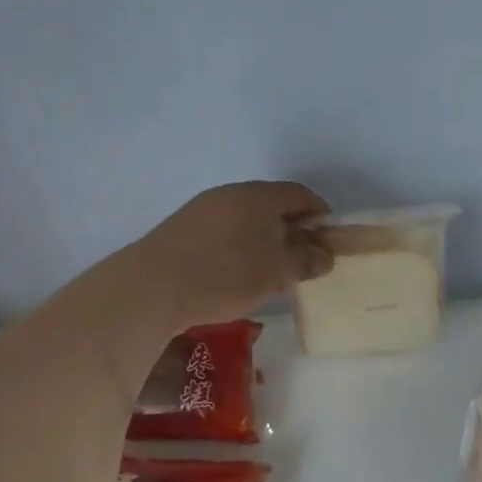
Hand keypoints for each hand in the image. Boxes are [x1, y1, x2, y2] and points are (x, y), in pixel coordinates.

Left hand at [136, 181, 333, 327]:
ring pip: (246, 219)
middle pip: (272, 205)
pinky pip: (224, 232)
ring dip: (266, 240)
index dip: (320, 213)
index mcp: (258, 196)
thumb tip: (324, 255)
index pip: (299, 194)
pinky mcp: (182, 230)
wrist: (152, 287)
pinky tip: (240, 275)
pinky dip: (241, 247)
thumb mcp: (276, 272)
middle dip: (293, 229)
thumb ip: (305, 260)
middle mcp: (230, 194)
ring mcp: (202, 210)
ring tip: (274, 272)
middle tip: (305, 258)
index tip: (330, 238)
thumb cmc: (225, 274)